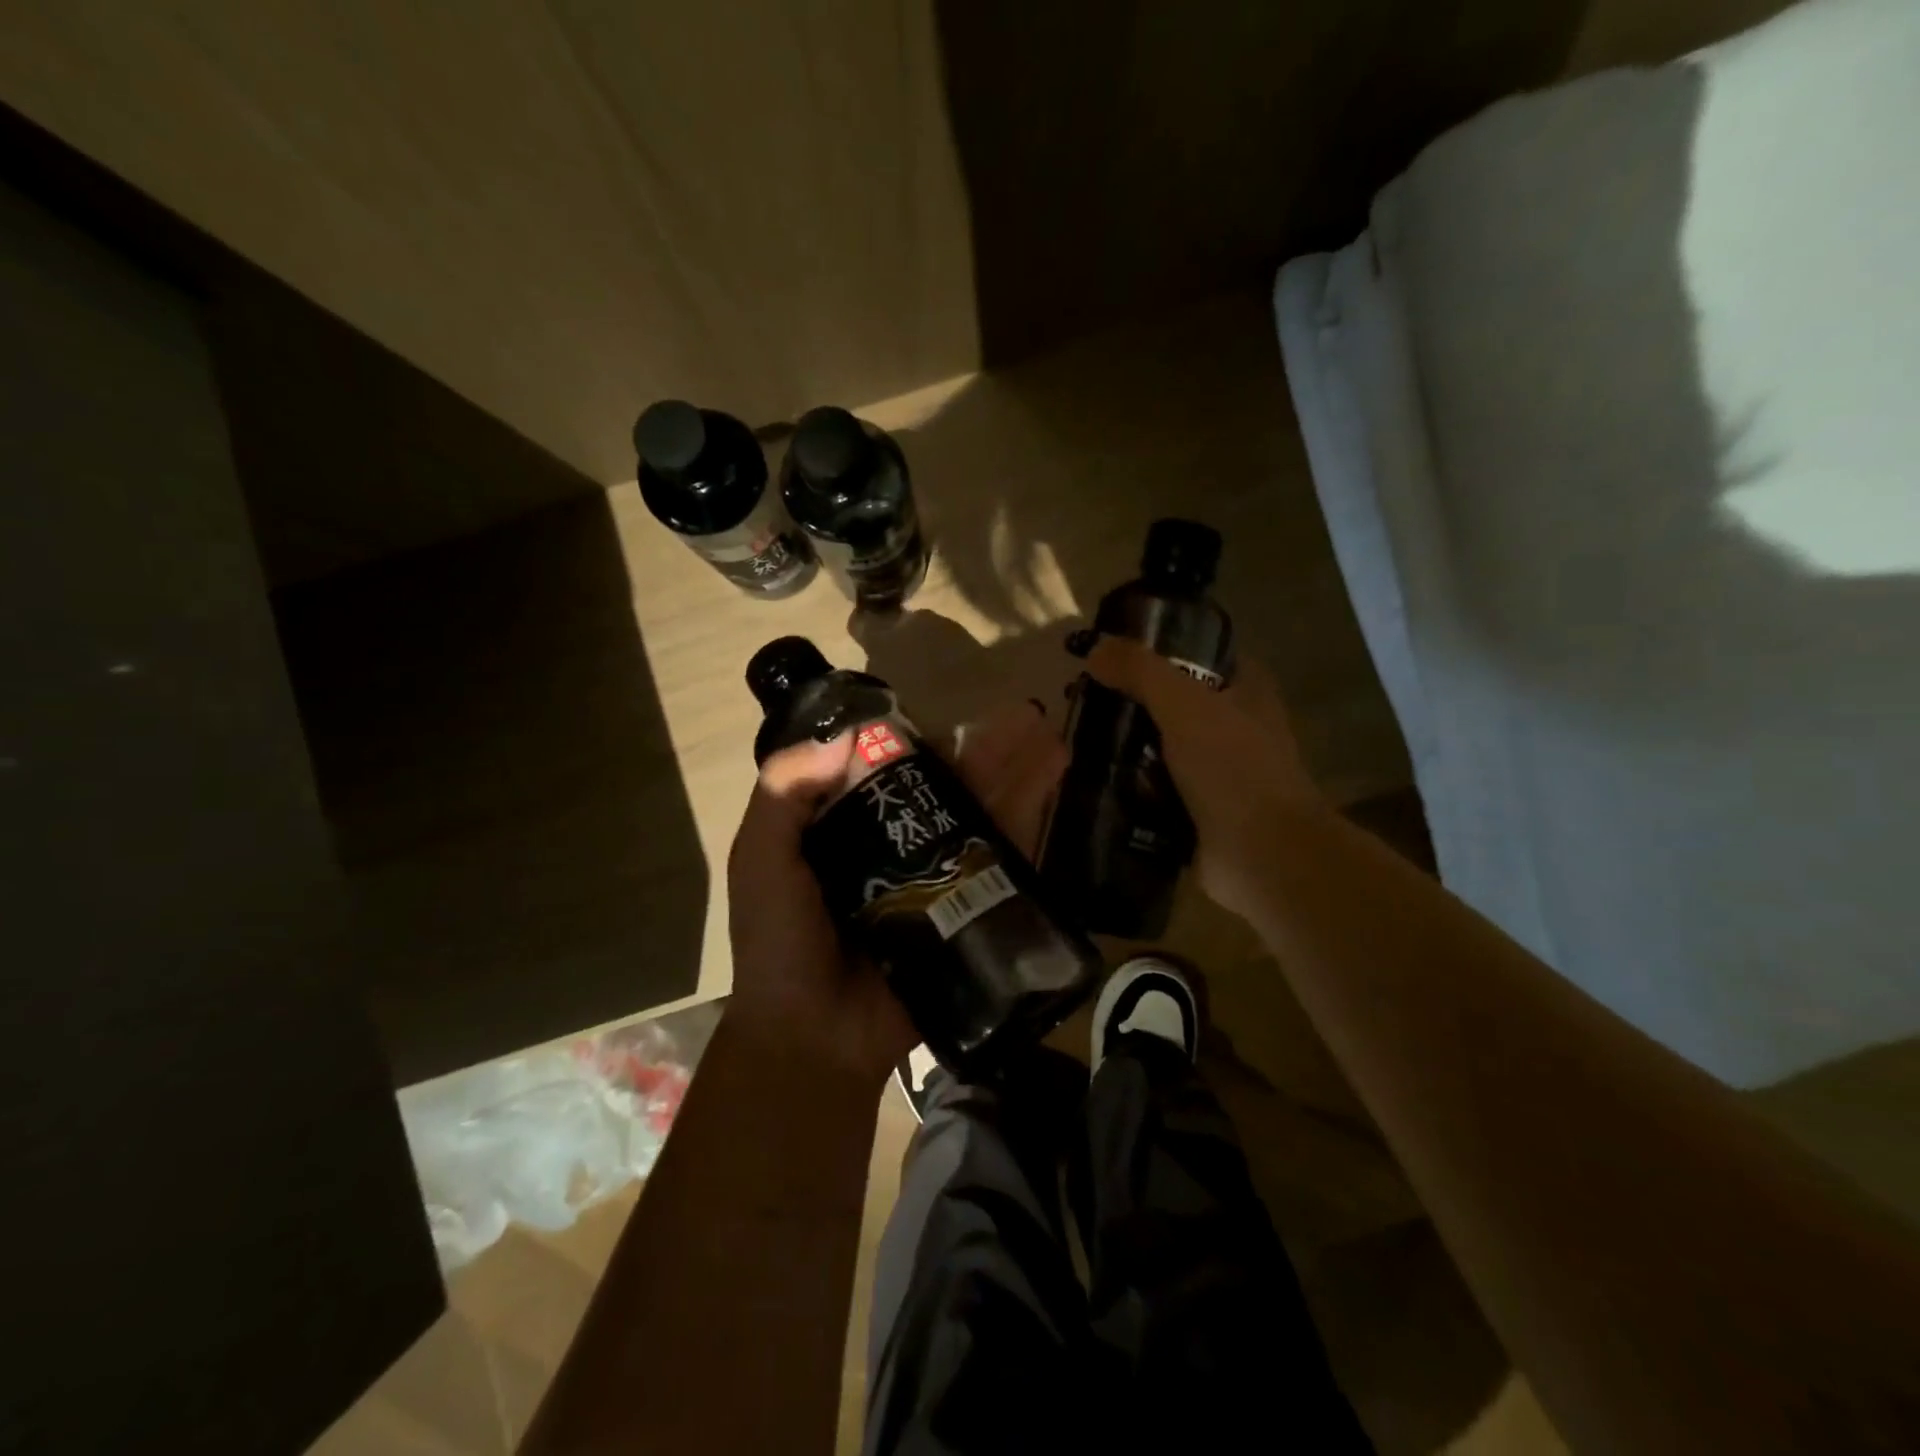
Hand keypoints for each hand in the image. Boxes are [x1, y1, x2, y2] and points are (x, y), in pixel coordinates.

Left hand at [725, 702, 1067, 1086]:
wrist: (812, 1036)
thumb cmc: (778, 942)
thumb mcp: (762, 859)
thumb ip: (784, 793)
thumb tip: (844, 736)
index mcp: (847, 830)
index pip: (889, 772)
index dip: (920, 742)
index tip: (949, 717)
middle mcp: (895, 848)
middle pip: (947, 789)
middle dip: (987, 753)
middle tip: (1027, 718)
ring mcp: (935, 881)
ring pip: (980, 818)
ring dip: (1018, 779)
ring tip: (1052, 740)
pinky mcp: (964, 913)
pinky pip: (999, 865)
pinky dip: (1025, 828)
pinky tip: (1052, 794)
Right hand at [1085, 637, 1326, 919]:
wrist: (1263, 856)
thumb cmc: (1234, 769)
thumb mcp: (1186, 706)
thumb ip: (1141, 672)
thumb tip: (1096, 649)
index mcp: (1245, 692)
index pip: (1198, 656)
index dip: (1158, 649)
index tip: (1111, 654)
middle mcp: (1233, 728)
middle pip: (1172, 703)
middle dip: (1130, 702)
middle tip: (1080, 701)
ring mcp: (1216, 773)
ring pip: (1159, 748)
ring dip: (1124, 747)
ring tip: (1075, 740)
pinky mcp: (1197, 812)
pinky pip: (1153, 791)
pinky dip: (1127, 788)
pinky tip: (1090, 782)